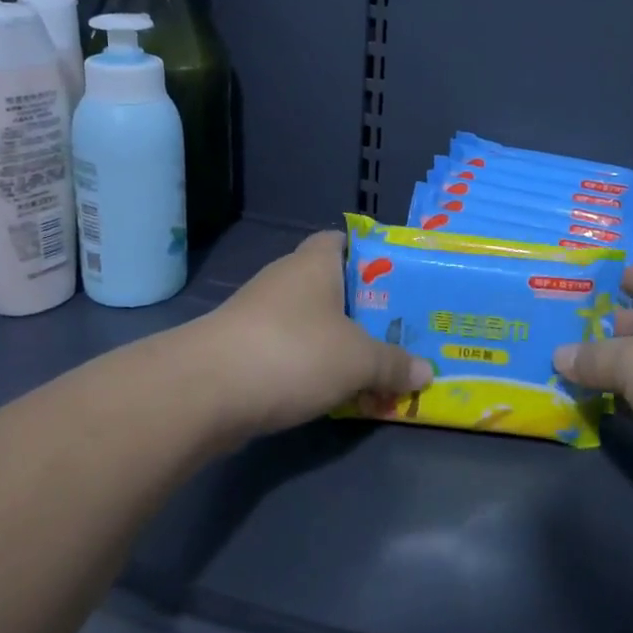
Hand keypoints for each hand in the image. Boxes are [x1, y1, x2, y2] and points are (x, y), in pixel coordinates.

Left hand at [185, 231, 431, 438]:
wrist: (205, 392)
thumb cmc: (293, 352)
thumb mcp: (359, 360)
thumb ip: (394, 364)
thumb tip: (427, 373)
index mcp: (315, 263)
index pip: (342, 240)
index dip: (370, 254)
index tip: (396, 278)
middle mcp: (285, 280)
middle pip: (330, 284)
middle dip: (361, 307)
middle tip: (396, 329)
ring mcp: (258, 315)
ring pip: (309, 321)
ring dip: (335, 341)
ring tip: (372, 364)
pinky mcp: (241, 349)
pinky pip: (288, 351)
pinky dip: (309, 366)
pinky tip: (331, 390)